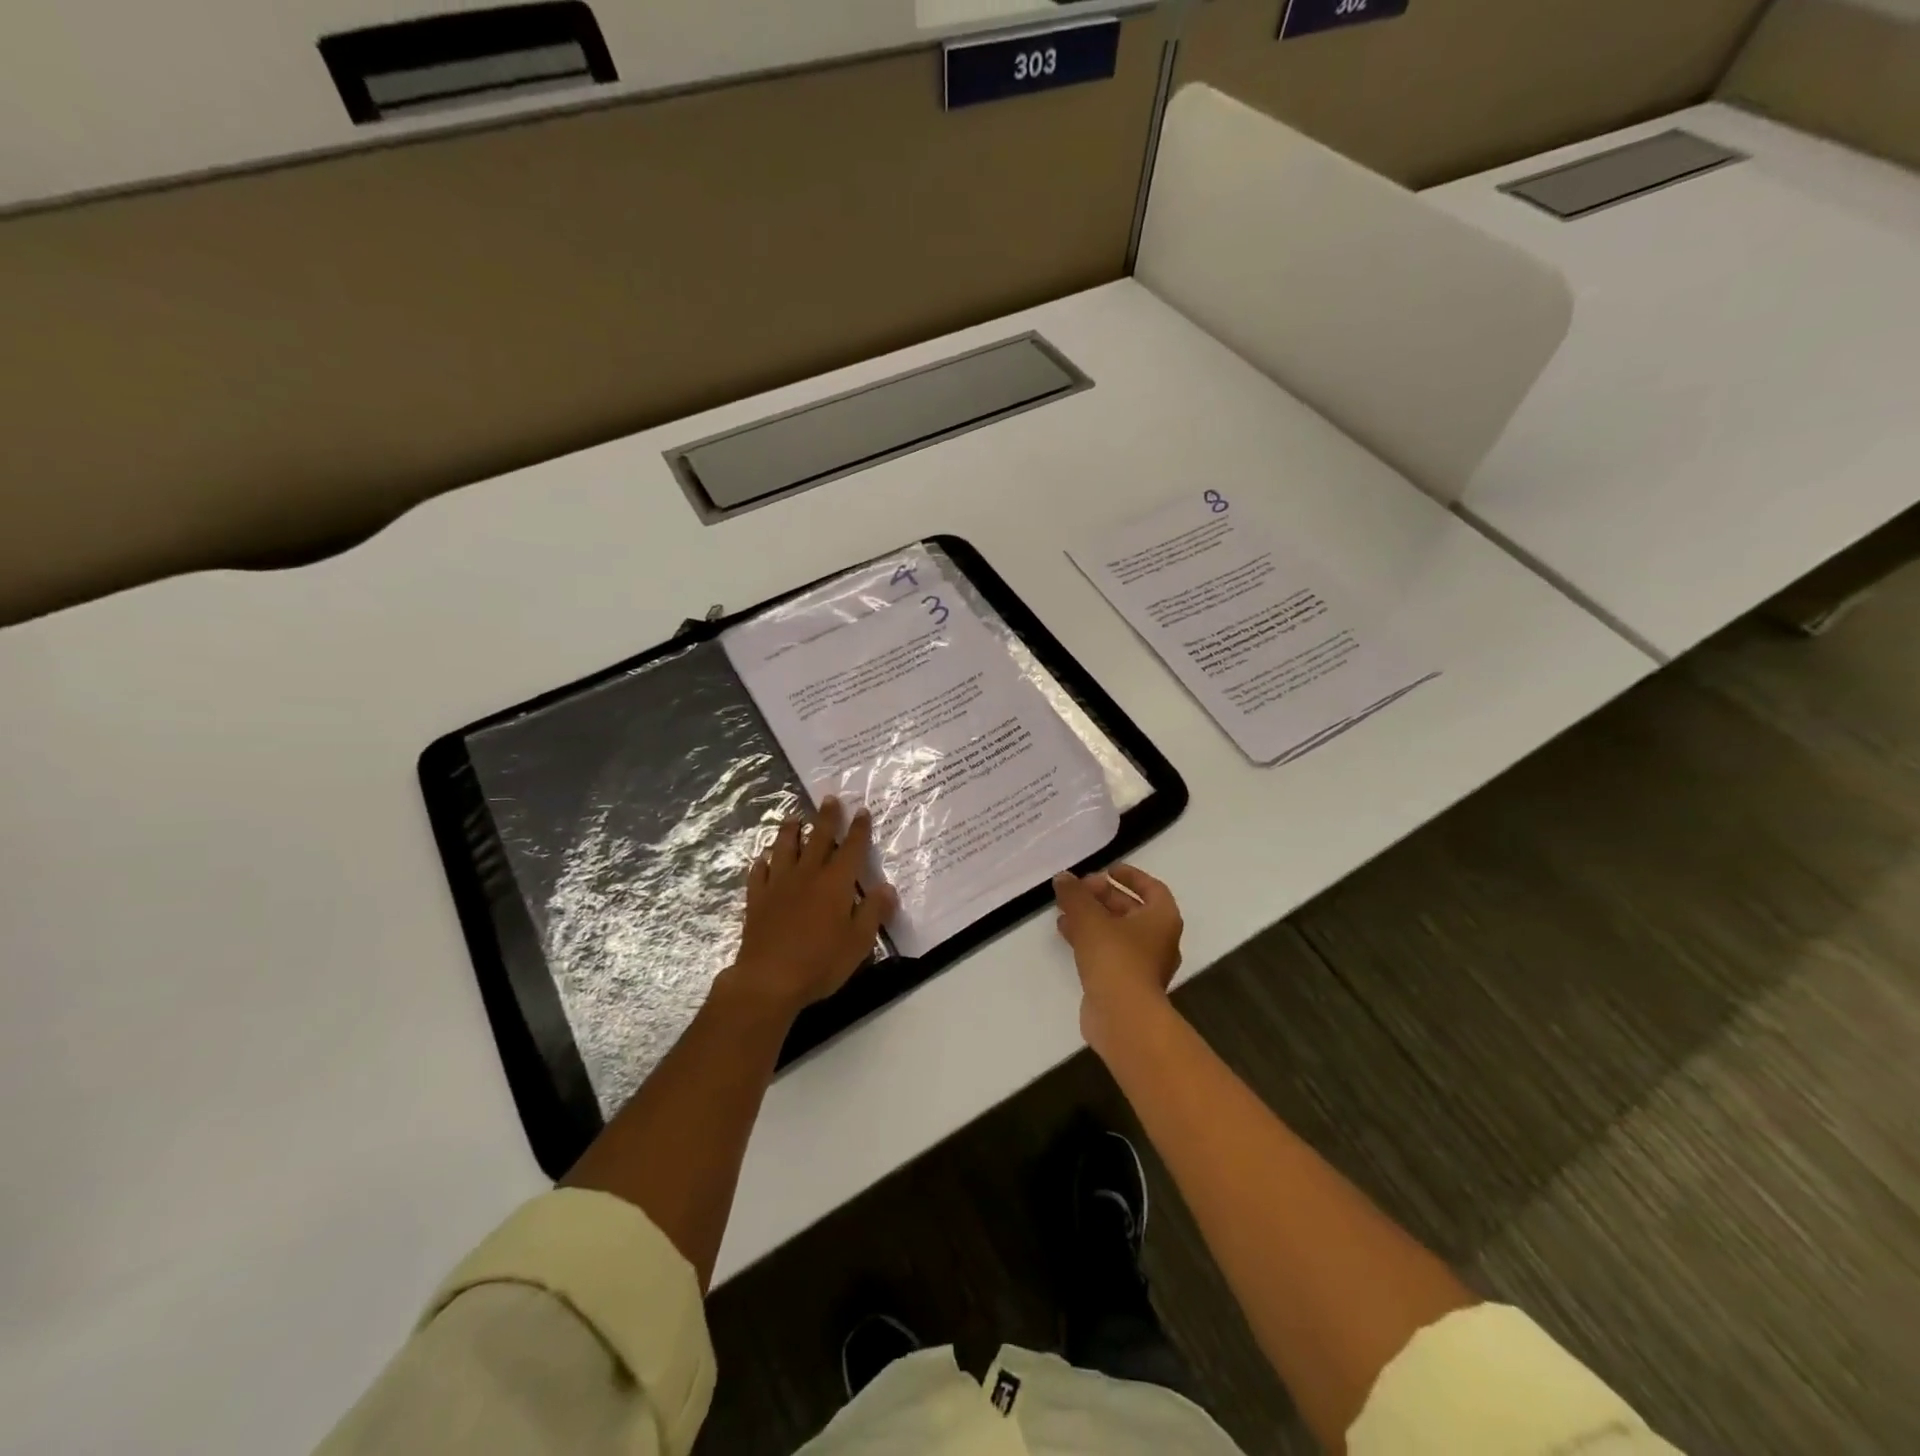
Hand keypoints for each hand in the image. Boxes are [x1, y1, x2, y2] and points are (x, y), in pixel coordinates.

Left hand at [722, 797, 897, 1020]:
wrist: (769, 979)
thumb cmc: (821, 962)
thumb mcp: (859, 941)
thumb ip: (874, 911)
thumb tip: (888, 888)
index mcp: (835, 883)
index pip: (850, 848)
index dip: (858, 829)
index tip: (861, 810)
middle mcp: (807, 875)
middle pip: (817, 838)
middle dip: (826, 818)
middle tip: (829, 798)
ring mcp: (778, 885)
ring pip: (784, 848)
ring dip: (789, 831)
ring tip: (792, 817)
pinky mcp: (757, 899)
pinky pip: (759, 873)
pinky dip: (762, 863)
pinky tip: (763, 859)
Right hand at [1053, 864, 1183, 1055]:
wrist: (1123, 1016)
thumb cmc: (1115, 958)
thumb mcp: (1090, 918)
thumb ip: (1075, 894)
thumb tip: (1063, 878)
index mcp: (1163, 918)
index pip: (1152, 888)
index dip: (1130, 876)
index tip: (1107, 870)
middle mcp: (1160, 940)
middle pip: (1132, 909)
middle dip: (1104, 896)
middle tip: (1079, 889)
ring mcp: (1144, 964)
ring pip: (1118, 931)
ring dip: (1093, 918)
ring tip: (1065, 908)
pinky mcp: (1126, 983)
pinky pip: (1109, 951)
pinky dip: (1090, 938)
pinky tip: (1066, 932)